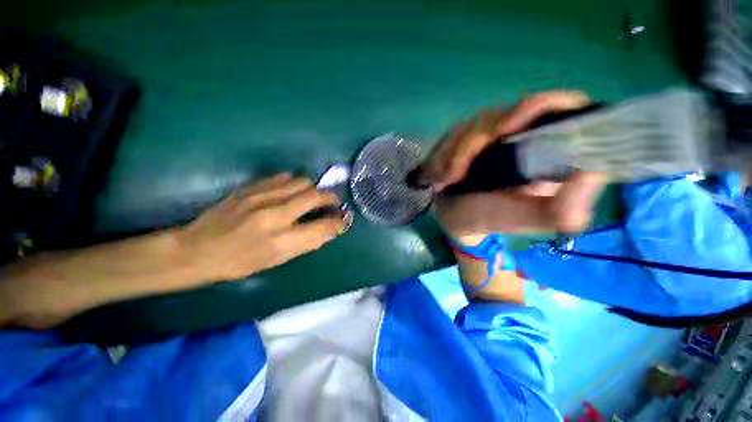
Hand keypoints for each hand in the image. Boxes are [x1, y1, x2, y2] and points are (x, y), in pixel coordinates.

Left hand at [176, 174, 352, 281]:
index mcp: (280, 241)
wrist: (195, 250)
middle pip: (315, 196)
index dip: (338, 221)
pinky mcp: (250, 188)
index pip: (322, 226)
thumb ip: (307, 243)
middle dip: (330, 198)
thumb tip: (330, 229)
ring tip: (312, 197)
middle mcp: (274, 216)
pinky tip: (292, 191)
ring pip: (301, 182)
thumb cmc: (238, 263)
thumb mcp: (276, 260)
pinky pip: (283, 177)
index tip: (343, 218)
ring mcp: (260, 197)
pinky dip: (295, 183)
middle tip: (333, 203)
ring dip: (313, 189)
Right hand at [422, 91, 605, 242]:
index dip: (538, 106)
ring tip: (444, 182)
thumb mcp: (523, 220)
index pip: (562, 108)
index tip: (505, 128)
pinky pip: (451, 135)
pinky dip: (441, 155)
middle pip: (502, 116)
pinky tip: (439, 175)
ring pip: (471, 126)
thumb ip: (558, 208)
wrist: (454, 217)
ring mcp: (492, 135)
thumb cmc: (488, 218)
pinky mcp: (466, 138)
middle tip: (454, 176)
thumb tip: (593, 171)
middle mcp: (523, 137)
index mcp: (549, 152)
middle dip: (471, 147)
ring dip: (451, 155)